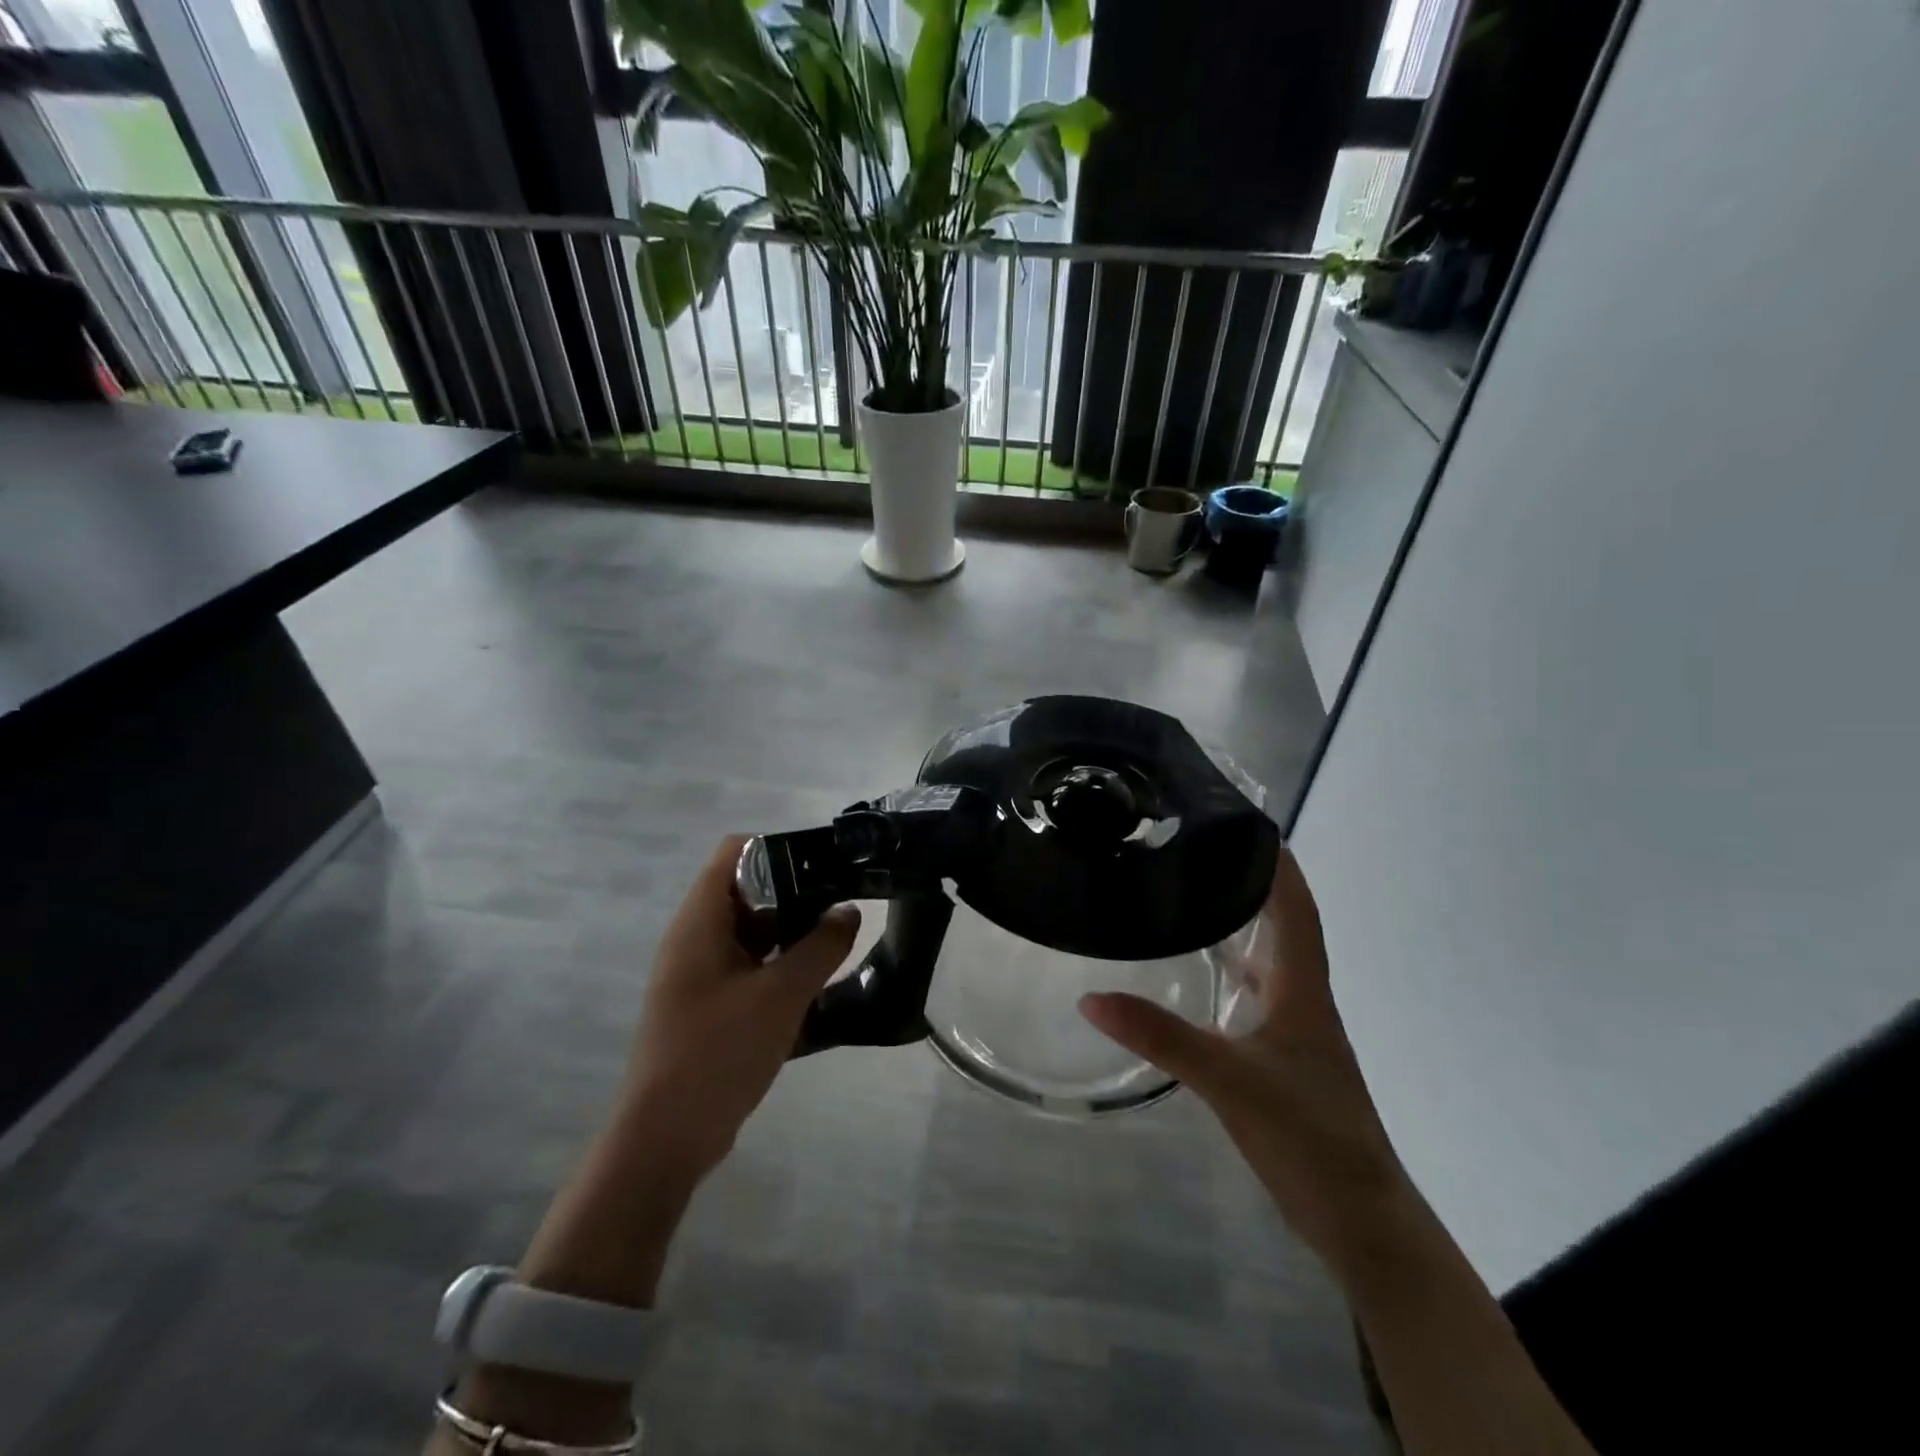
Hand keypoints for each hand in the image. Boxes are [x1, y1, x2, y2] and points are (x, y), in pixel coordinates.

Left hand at [619, 834, 860, 1181]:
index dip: (778, 848)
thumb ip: (821, 947)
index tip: (822, 865)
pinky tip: (814, 984)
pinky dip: (778, 967)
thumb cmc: (718, 1052)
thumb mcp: (781, 995)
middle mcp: (694, 939)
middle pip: (746, 891)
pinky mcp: (708, 1006)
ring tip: (836, 940)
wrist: (666, 1138)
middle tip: (840, 903)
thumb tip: (849, 911)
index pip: (734, 852)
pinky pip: (748, 968)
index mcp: (700, 921)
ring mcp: (699, 974)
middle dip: (794, 893)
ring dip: (790, 933)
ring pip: (750, 932)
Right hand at [1080, 845, 1418, 1275]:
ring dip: (1240, 928)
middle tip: (1202, 853)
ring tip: (1193, 898)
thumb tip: (1091, 996)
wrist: (1360, 1219)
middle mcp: (1302, 1000)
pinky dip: (1231, 975)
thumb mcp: (1229, 1080)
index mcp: (1301, 989)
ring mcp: (1295, 1033)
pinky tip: (1200, 977)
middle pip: (1282, 927)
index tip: (1251, 823)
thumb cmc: (1307, 1136)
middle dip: (1251, 886)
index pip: (1296, 909)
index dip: (1279, 865)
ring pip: (1268, 963)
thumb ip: (1161, 1037)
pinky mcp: (1282, 1061)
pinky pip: (1255, 998)